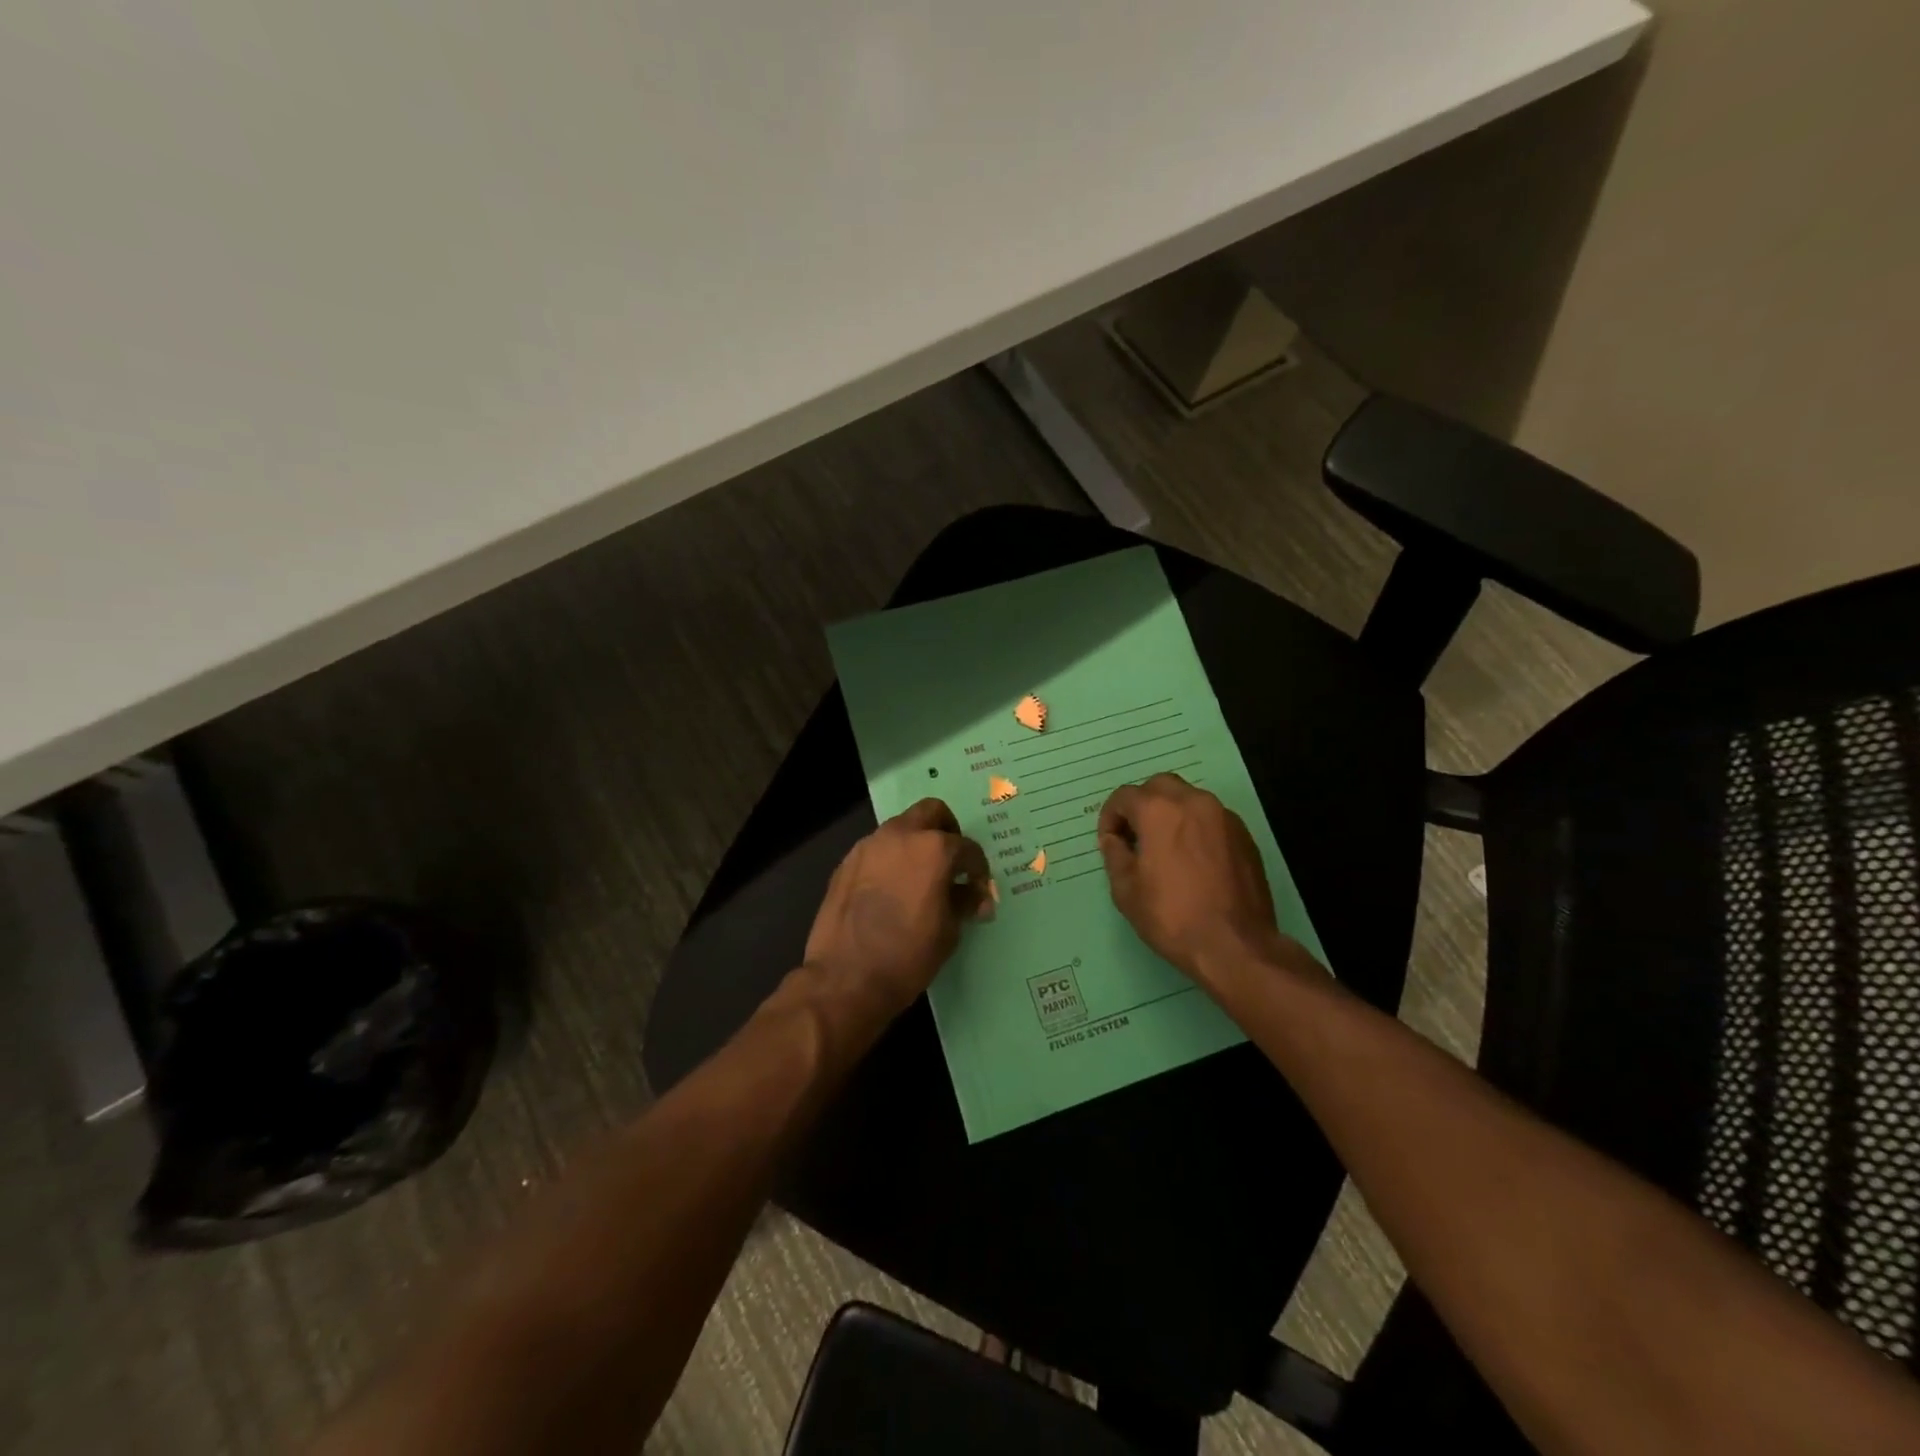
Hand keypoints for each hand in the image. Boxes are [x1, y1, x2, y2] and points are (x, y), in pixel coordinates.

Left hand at [803, 799, 991, 1017]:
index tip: (979, 890)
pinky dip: (891, 860)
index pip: (967, 848)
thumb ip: (964, 903)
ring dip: (916, 844)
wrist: (845, 978)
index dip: (978, 870)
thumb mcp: (948, 931)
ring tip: (921, 878)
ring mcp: (868, 846)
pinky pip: (877, 850)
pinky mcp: (846, 863)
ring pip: (901, 828)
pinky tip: (892, 890)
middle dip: (947, 831)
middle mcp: (900, 835)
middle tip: (952, 862)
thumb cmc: (907, 956)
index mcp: (933, 848)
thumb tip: (977, 897)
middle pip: (931, 812)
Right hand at [1098, 774, 1287, 985]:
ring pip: (1189, 799)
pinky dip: (1196, 828)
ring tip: (1165, 848)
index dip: (1110, 817)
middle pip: (1159, 787)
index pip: (1124, 796)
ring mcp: (1224, 817)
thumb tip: (1113, 839)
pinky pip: (1211, 819)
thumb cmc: (1171, 916)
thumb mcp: (1126, 890)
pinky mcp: (1244, 836)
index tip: (1110, 842)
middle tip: (1135, 837)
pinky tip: (1193, 860)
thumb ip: (1115, 855)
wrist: (1235, 945)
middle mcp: (1193, 802)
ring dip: (1171, 814)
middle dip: (1142, 805)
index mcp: (1158, 810)